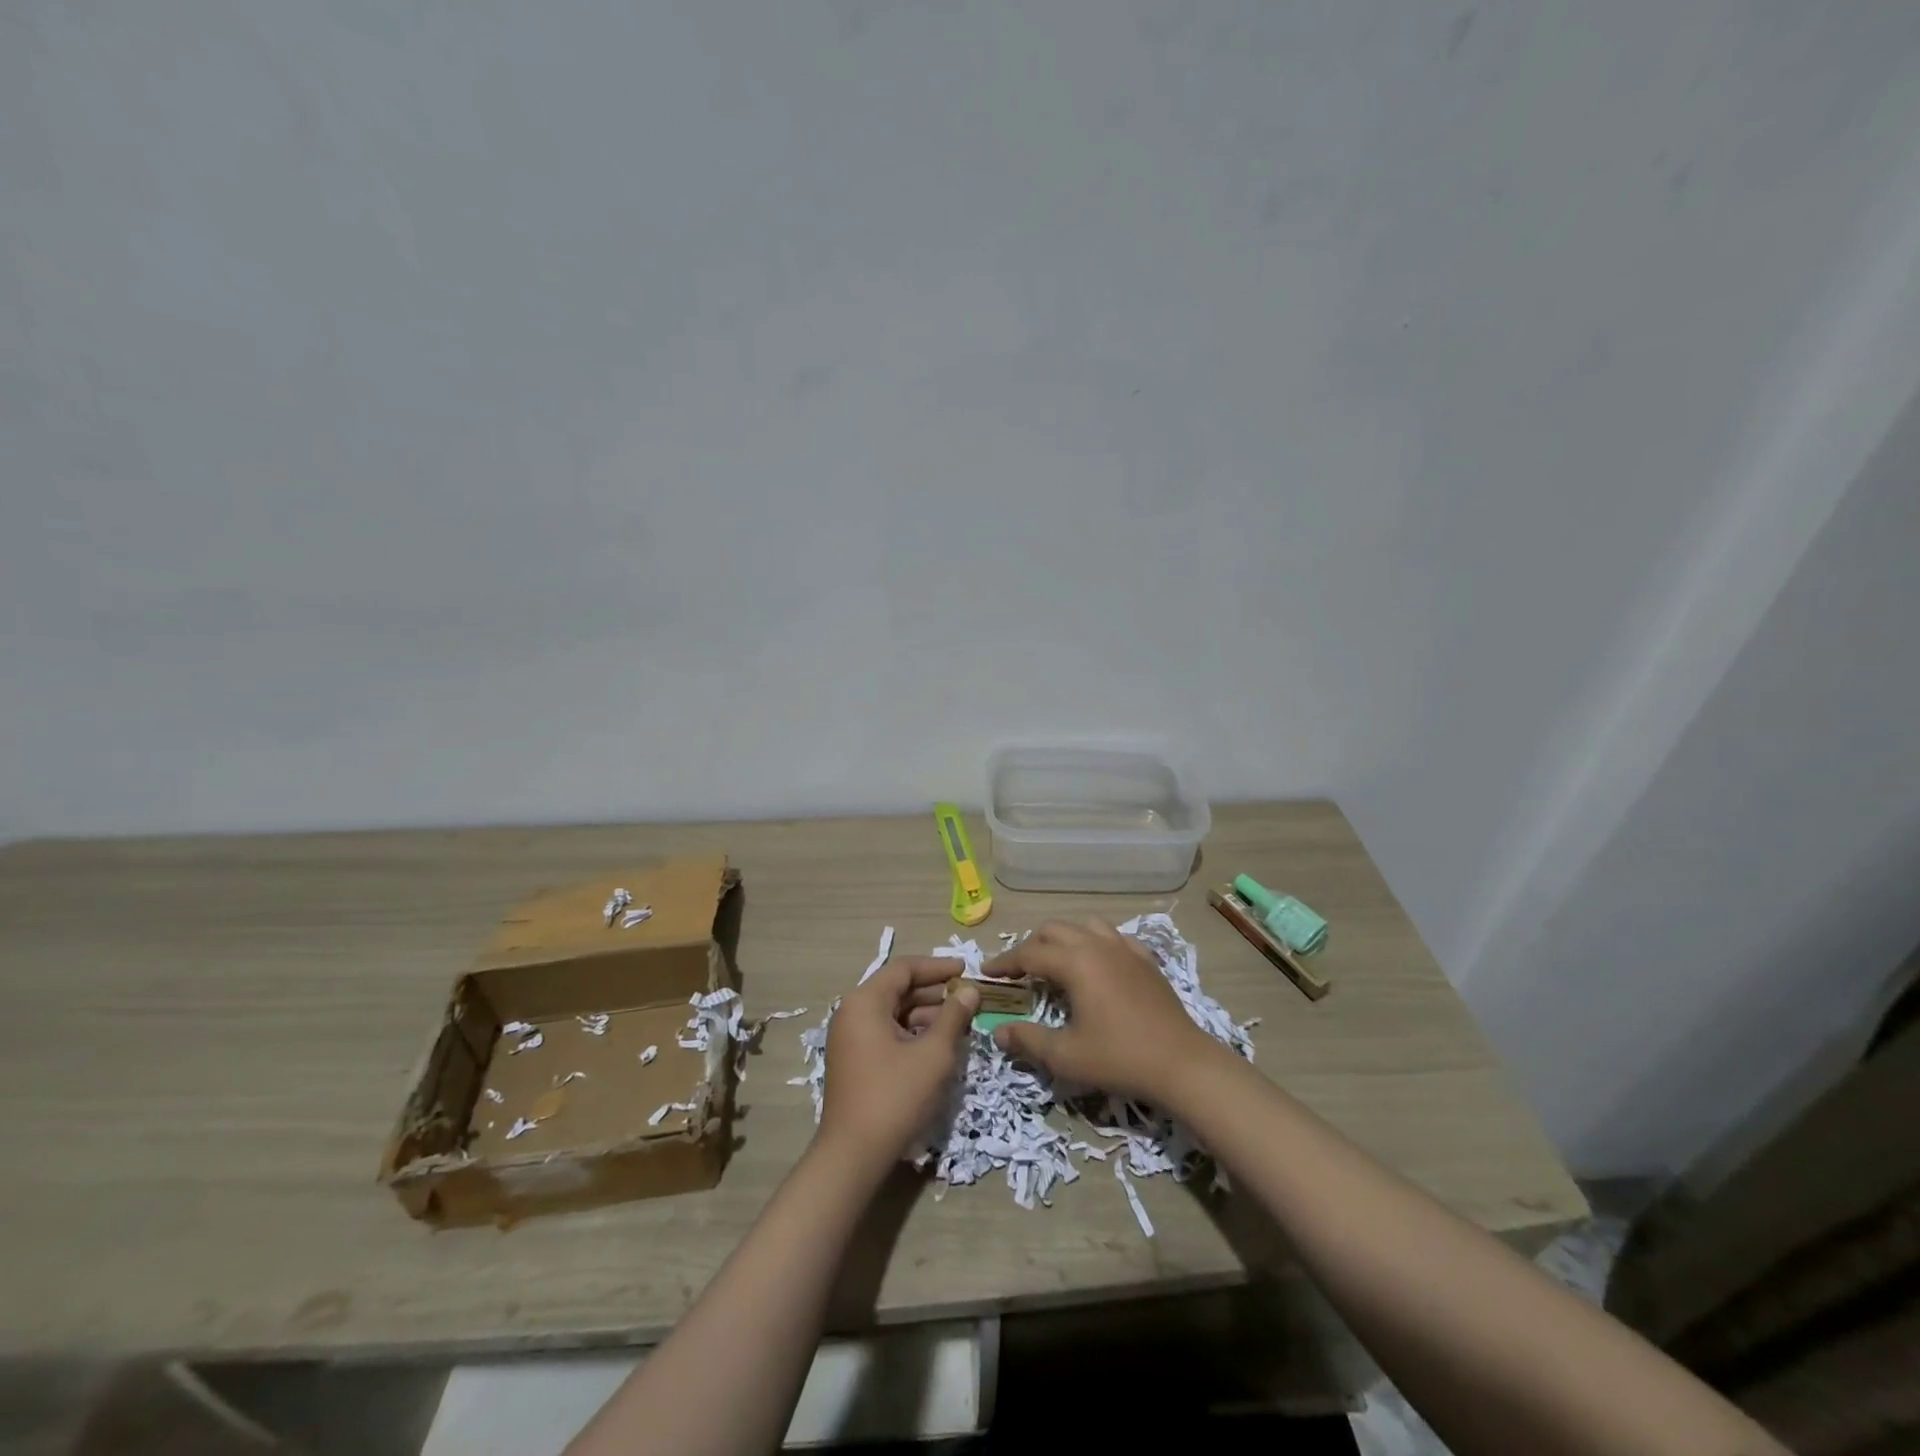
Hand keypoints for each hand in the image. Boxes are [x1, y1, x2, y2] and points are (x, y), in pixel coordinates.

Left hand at [817, 958, 978, 1171]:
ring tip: (961, 1024)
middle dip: (935, 993)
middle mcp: (852, 1013)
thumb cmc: (895, 1096)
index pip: (904, 969)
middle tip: (969, 999)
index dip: (937, 967)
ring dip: (927, 1015)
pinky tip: (939, 1046)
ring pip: (894, 1013)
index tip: (966, 970)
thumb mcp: (933, 1054)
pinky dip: (913, 1034)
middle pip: (898, 990)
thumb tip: (970, 990)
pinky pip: (887, 1033)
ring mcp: (851, 1039)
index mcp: (864, 1002)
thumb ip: (953, 1016)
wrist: (854, 1155)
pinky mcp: (855, 1061)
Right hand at [982, 919, 1223, 1104]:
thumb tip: (997, 1031)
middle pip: (1054, 930)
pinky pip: (1114, 937)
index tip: (986, 972)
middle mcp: (1097, 945)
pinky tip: (1096, 962)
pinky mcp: (1146, 960)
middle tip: (1018, 970)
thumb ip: (1027, 1040)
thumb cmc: (1119, 1058)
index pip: (1029, 953)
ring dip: (1063, 937)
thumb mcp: (1066, 1056)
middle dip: (1031, 945)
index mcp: (1075, 962)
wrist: (1182, 1064)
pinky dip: (1095, 942)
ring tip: (1055, 960)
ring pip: (1085, 926)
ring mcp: (1125, 949)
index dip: (1004, 962)